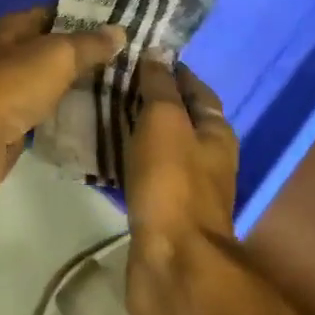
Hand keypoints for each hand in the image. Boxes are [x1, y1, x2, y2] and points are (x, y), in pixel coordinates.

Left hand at [0, 8, 126, 217]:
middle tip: (139, 59)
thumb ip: (87, 44)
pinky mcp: (15, 129)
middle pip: (56, 52)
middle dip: (92, 55)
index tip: (128, 21)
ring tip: (132, 89)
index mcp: (12, 29)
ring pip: (55, 86)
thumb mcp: (54, 56)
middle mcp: (10, 57)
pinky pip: (50, 118)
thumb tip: (119, 31)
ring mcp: (12, 95)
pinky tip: (106, 121)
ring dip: (85, 89)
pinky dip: (72, 119)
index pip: (54, 13)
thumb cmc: (7, 87)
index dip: (87, 15)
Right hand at [122, 61, 239, 314]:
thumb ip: (160, 88)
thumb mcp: (165, 122)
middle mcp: (206, 158)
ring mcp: (185, 187)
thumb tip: (157, 53)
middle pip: (178, 117)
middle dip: (148, 98)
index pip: (195, 89)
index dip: (170, 70)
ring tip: (97, 110)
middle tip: (108, 80)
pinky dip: (126, 158)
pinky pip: (143, 173)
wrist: (172, 261)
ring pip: (158, 146)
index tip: (136, 54)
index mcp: (216, 133)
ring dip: (134, 129)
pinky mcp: (162, 210)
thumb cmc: (172, 183)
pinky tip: (101, 152)